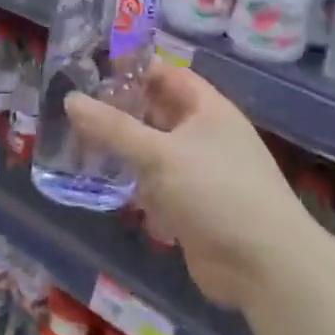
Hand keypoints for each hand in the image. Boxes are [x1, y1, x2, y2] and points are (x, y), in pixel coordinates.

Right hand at [66, 63, 306, 308]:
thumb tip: (71, 99)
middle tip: (73, 107)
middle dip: (120, 112)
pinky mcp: (190, 207)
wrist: (264, 266)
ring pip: (152, 152)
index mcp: (208, 109)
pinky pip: (155, 186)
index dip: (133, 69)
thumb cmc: (216, 192)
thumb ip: (113, 128)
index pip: (167, 75)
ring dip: (122, 150)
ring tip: (75, 142)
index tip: (91, 68)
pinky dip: (132, 184)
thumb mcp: (160, 154)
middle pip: (157, 113)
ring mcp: (198, 173)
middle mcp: (204, 135)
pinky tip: (100, 183)